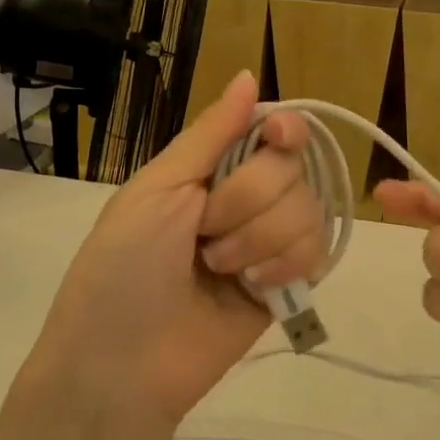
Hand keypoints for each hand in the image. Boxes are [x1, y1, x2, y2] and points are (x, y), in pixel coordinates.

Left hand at [29, 73, 326, 425]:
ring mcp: (268, 241)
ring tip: (218, 268)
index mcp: (209, 168)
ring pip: (309, 208)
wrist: (121, 364)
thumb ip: (210, 135)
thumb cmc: (123, 266)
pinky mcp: (286, 284)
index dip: (283, 130)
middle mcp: (245, 198)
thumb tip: (250, 75)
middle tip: (204, 232)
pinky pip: (317, 251)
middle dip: (247, 199)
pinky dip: (285, 264)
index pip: (270, 129)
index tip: (277, 139)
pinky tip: (254, 286)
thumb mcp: (157, 189)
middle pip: (292, 168)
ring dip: (261, 237)